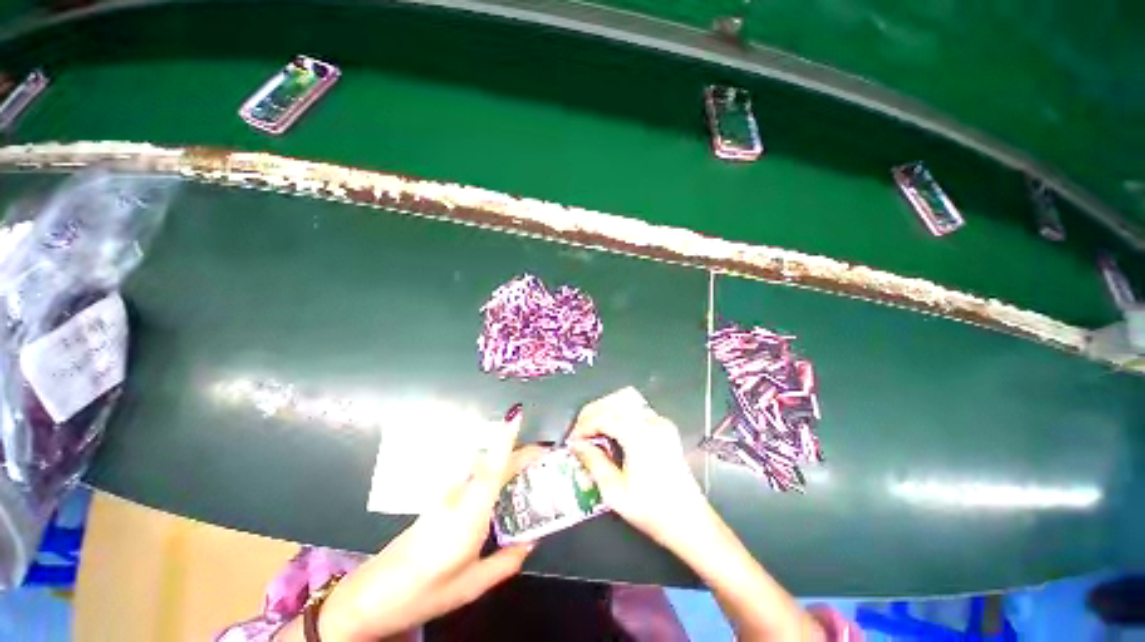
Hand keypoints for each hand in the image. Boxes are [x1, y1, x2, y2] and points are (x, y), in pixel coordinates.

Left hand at [306, 412, 544, 641]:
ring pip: (483, 468)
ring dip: (508, 462)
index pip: (492, 468)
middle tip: (546, 460)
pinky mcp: (440, 500)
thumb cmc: (425, 592)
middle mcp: (458, 496)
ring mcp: (446, 496)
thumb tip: (531, 541)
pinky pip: (474, 478)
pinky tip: (503, 491)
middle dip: (521, 455)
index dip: (506, 438)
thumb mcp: (472, 586)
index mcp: (469, 514)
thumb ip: (506, 562)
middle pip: (493, 463)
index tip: (518, 414)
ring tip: (530, 473)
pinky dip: (494, 474)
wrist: (373, 596)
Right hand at [567, 387, 709, 552]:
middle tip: (579, 435)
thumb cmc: (653, 511)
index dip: (583, 426)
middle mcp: (651, 422)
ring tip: (592, 434)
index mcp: (639, 435)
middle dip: (592, 416)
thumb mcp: (615, 491)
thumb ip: (593, 462)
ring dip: (605, 414)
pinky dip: (620, 417)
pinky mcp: (665, 428)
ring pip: (624, 404)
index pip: (602, 417)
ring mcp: (660, 423)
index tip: (572, 441)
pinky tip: (612, 434)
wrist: (691, 523)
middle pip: (613, 404)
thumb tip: (577, 445)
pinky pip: (636, 412)